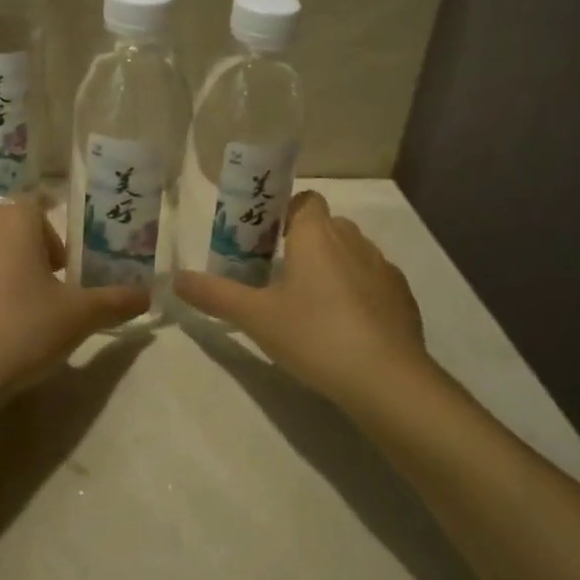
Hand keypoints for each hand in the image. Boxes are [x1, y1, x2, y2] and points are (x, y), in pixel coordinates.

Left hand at [0, 200, 149, 403]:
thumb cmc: (21, 331)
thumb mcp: (79, 317)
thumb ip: (117, 301)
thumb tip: (148, 295)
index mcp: (11, 218)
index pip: (39, 211)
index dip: (55, 243)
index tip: (63, 278)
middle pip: (8, 232)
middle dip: (25, 258)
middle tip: (41, 299)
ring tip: (7, 318)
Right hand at [174, 191, 432, 405]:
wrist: (386, 379)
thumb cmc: (314, 335)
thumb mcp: (255, 317)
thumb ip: (215, 295)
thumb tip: (176, 278)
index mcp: (316, 234)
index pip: (305, 200)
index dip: (286, 212)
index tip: (267, 241)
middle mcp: (353, 240)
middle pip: (327, 226)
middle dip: (306, 242)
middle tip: (280, 276)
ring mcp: (383, 268)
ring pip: (353, 253)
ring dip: (334, 267)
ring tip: (313, 305)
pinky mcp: (402, 297)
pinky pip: (375, 282)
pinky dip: (360, 293)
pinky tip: (347, 327)